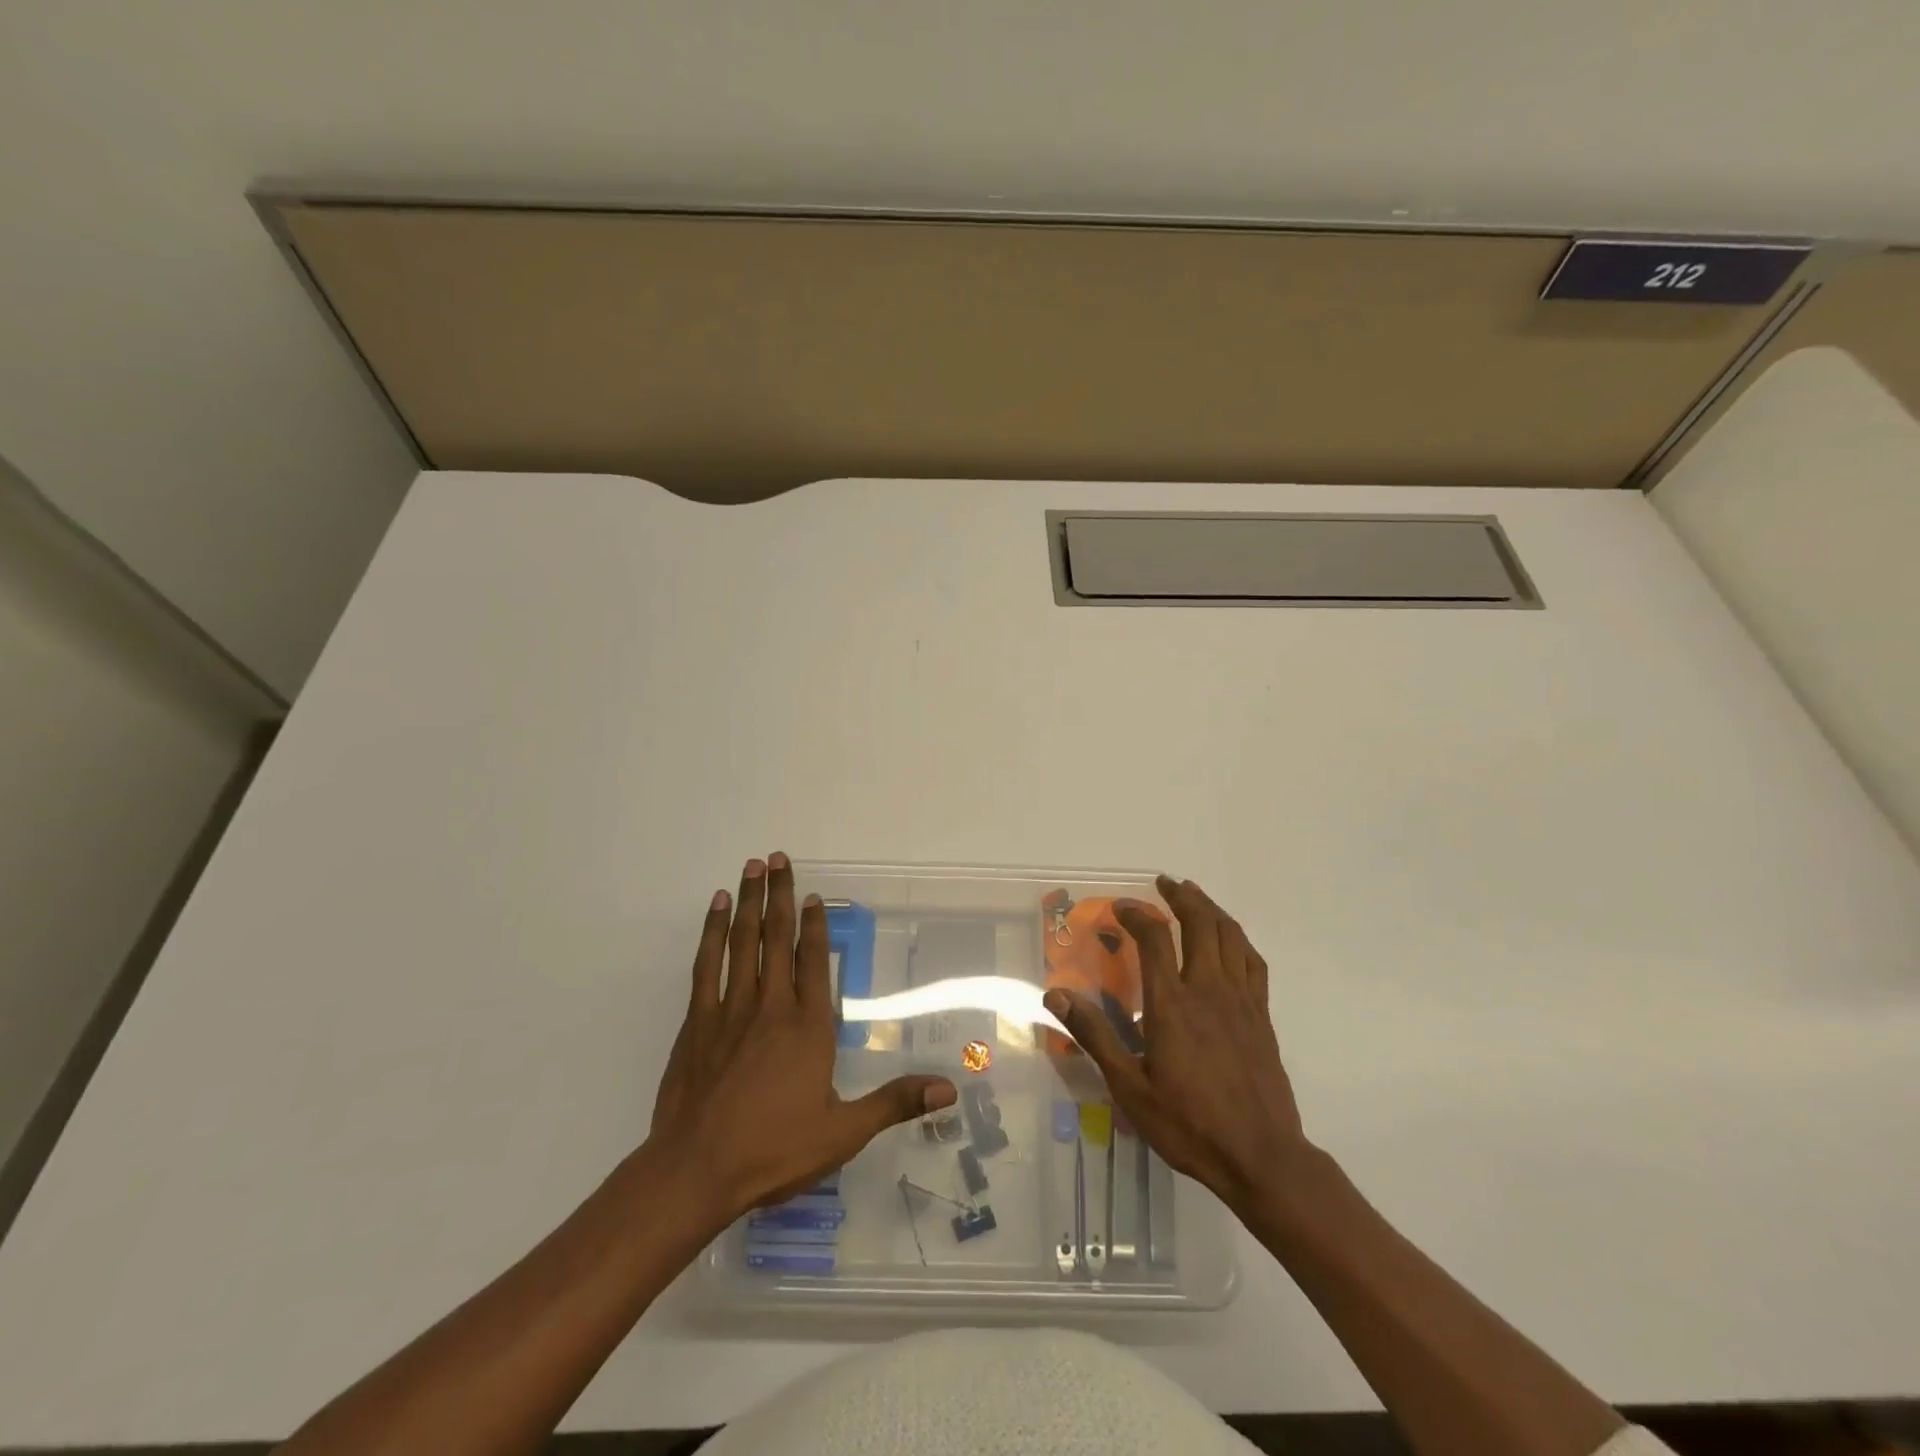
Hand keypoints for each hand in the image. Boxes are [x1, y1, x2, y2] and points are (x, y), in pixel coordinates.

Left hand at [647, 853, 957, 1226]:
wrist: (696, 1172)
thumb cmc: (773, 1150)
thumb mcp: (843, 1132)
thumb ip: (894, 1103)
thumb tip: (949, 1087)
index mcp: (807, 1027)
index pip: (813, 962)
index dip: (814, 926)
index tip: (812, 896)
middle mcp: (770, 1007)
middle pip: (775, 939)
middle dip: (779, 896)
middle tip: (777, 858)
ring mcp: (730, 1011)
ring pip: (741, 943)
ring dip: (748, 903)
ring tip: (751, 868)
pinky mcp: (697, 1023)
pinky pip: (707, 966)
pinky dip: (712, 934)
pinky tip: (717, 911)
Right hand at [1043, 874, 1307, 1214]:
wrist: (1261, 1158)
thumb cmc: (1189, 1124)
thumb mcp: (1130, 1088)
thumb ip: (1096, 1037)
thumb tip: (1056, 996)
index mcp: (1172, 1004)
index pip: (1154, 939)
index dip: (1136, 915)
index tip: (1119, 908)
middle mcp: (1208, 990)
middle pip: (1199, 924)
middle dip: (1180, 897)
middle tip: (1163, 883)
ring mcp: (1241, 1001)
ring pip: (1229, 936)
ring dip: (1210, 909)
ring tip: (1194, 896)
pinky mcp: (1262, 1016)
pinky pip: (1253, 962)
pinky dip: (1238, 939)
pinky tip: (1229, 939)